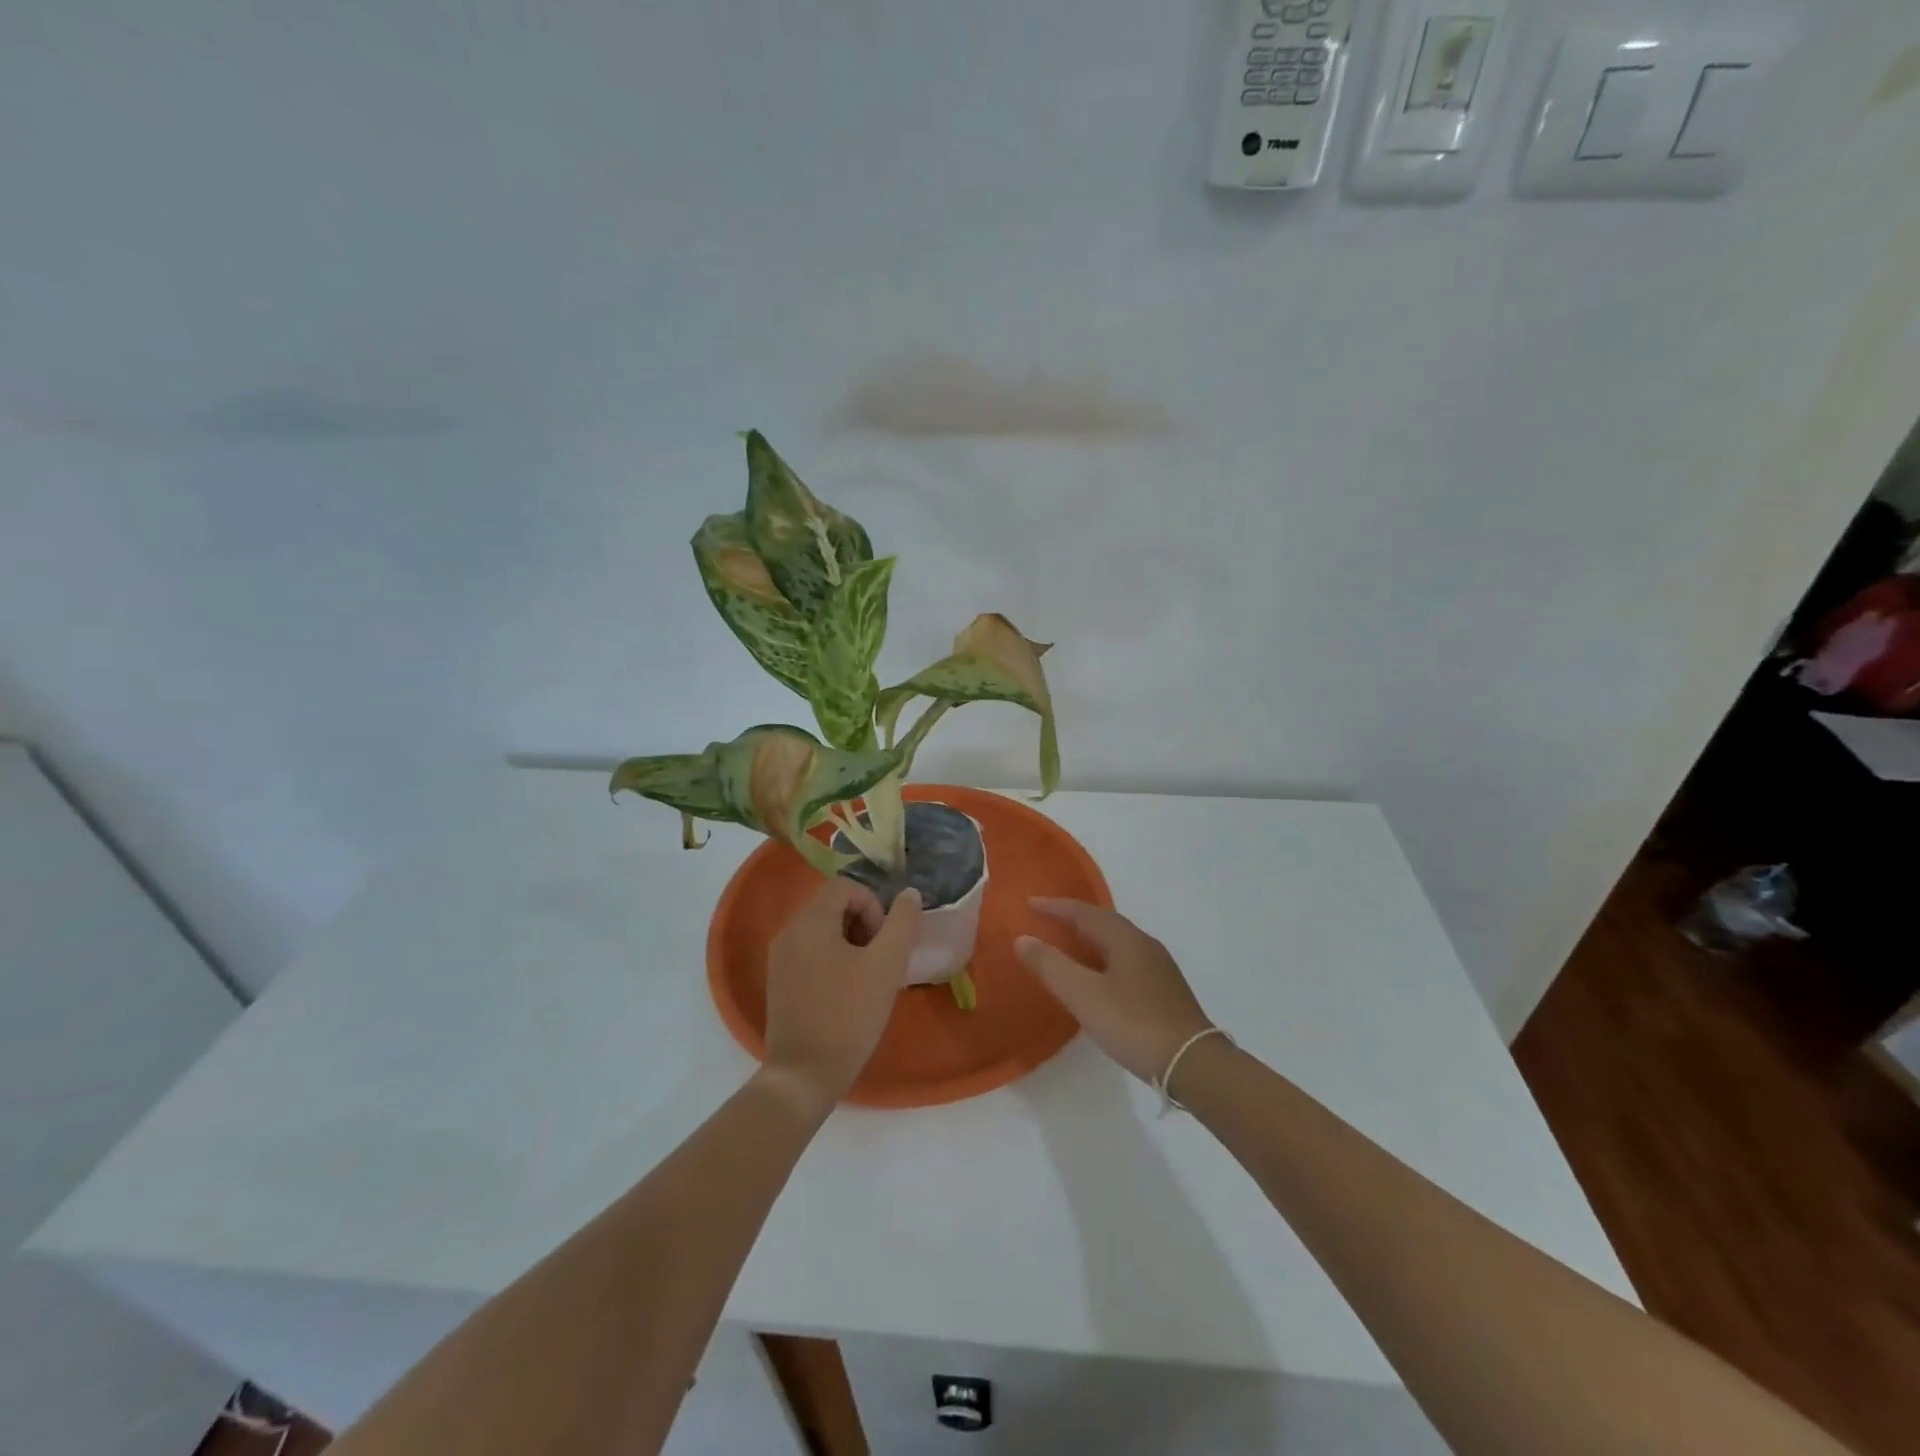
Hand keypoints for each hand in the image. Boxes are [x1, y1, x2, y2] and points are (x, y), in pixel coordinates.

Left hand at [761, 879, 921, 1114]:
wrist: (804, 1076)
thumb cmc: (848, 1017)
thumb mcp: (885, 966)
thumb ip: (902, 923)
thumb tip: (909, 894)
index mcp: (810, 922)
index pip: (845, 886)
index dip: (873, 905)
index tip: (885, 940)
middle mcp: (788, 932)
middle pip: (832, 905)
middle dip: (863, 924)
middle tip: (880, 959)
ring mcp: (780, 958)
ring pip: (822, 930)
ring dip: (851, 942)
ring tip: (868, 977)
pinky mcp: (779, 981)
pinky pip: (811, 952)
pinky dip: (833, 959)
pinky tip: (848, 991)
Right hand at [1015, 898, 1213, 1085]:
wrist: (1192, 1063)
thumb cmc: (1133, 1023)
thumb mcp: (1083, 995)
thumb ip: (1051, 965)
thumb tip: (1023, 938)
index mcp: (1125, 939)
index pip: (1084, 912)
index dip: (1055, 907)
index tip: (1030, 904)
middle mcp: (1144, 944)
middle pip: (1104, 922)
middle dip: (1073, 919)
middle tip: (1045, 921)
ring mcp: (1158, 968)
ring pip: (1117, 942)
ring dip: (1090, 939)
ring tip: (1067, 946)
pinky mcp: (1165, 990)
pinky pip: (1126, 960)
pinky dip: (1103, 958)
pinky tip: (1097, 978)